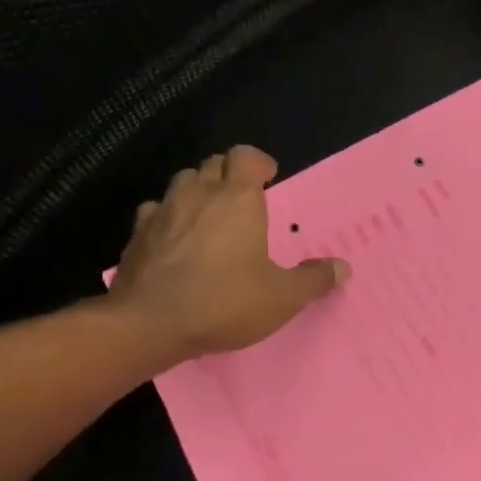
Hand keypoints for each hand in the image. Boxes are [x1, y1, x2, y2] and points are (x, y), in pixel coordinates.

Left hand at [107, 145, 347, 370]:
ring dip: (199, 190)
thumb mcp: (283, 298)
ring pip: (183, 182)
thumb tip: (343, 268)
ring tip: (212, 216)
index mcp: (237, 200)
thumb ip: (314, 279)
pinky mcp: (137, 234)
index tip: (269, 177)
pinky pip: (156, 211)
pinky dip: (170, 217)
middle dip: (230, 174)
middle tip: (245, 199)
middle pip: (213, 164)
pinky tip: (177, 239)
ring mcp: (163, 211)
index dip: (259, 161)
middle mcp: (199, 195)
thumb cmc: (225, 302)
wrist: (150, 324)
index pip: (245, 156)